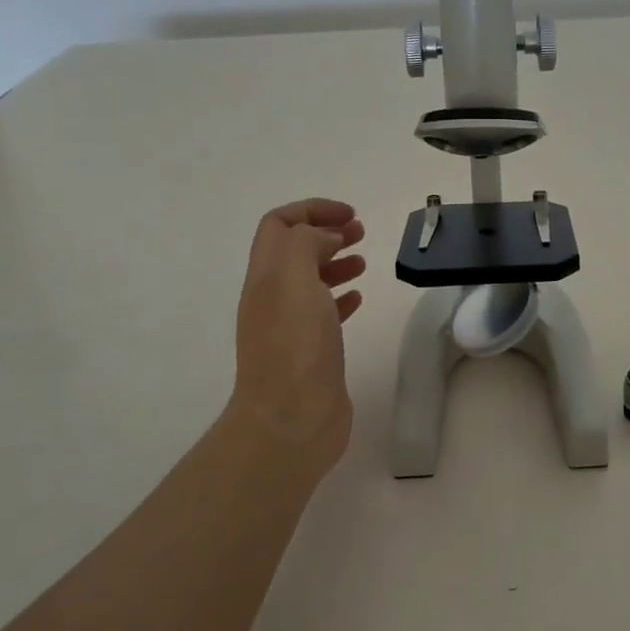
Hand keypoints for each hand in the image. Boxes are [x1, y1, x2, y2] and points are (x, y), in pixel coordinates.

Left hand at [227, 199, 365, 481]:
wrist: (291, 421)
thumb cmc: (295, 347)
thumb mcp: (295, 280)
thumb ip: (306, 244)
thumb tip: (326, 237)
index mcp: (266, 276)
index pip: (279, 224)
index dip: (312, 209)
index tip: (350, 215)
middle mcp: (272, 297)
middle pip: (294, 249)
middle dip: (326, 231)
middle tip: (361, 232)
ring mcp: (289, 326)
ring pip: (310, 280)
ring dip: (335, 262)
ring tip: (363, 262)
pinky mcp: (310, 352)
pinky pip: (323, 312)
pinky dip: (340, 296)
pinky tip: (358, 299)